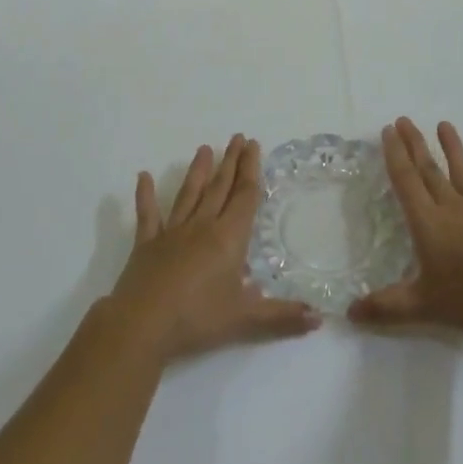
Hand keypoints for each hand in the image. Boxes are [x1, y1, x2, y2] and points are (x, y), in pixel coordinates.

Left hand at [110, 135, 320, 362]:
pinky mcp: (146, 245)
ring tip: (204, 148)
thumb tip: (320, 318)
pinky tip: (143, 176)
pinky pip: (148, 215)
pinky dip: (145, 195)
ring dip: (198, 171)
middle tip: (237, 138)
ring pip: (189, 194)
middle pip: (220, 188)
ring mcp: (172, 233)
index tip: (253, 146)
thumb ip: (282, 317)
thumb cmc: (197, 318)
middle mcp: (202, 227)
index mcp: (228, 238)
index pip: (245, 197)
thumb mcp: (245, 320)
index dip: (251, 170)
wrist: (142, 325)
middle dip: (231, 162)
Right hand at [349, 118, 462, 334]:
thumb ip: (387, 307)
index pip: (406, 183)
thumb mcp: (424, 306)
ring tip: (445, 125)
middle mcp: (454, 209)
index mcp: (429, 224)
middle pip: (430, 171)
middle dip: (415, 145)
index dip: (395, 156)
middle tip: (405, 120)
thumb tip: (349, 313)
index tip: (389, 131)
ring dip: (453, 149)